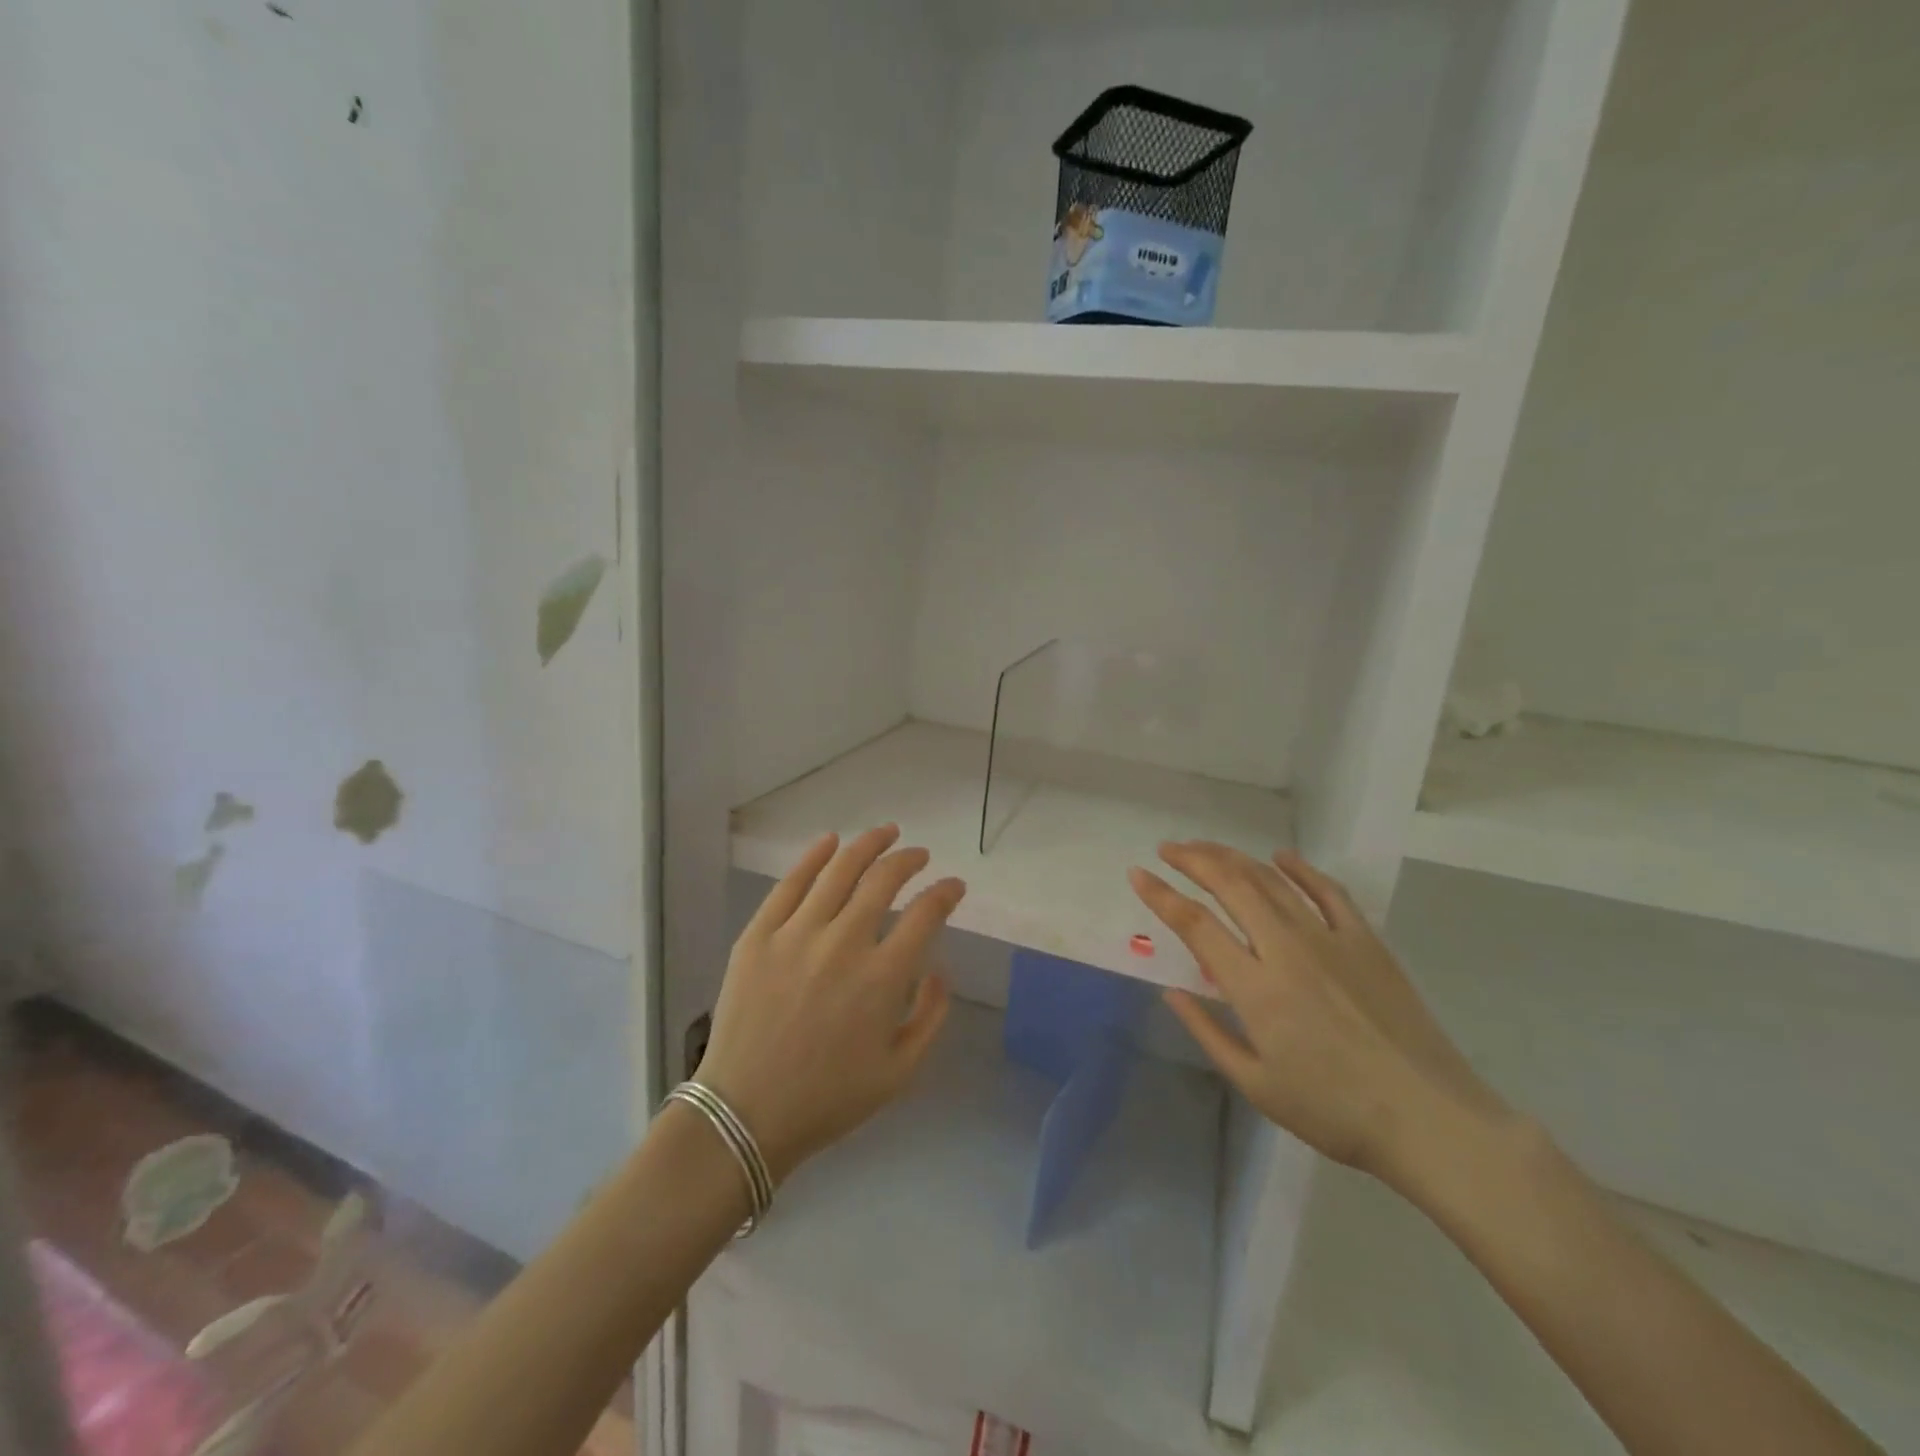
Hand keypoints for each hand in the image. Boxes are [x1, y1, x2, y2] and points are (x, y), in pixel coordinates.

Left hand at [696, 825, 965, 1182]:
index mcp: (882, 979)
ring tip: (886, 832)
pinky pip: (789, 884)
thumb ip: (931, 1016)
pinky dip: (813, 857)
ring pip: (839, 871)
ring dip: (868, 845)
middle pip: (883, 880)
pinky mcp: (758, 936)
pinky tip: (830, 841)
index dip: (946, 892)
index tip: (954, 886)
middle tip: (919, 854)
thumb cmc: (829, 1099)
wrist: (746, 1115)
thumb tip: (939, 968)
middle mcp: (843, 945)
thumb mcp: (900, 1072)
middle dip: (909, 860)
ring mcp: (796, 935)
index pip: (925, 914)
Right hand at [1129, 842, 1505, 1181]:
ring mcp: (1330, 939)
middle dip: (1193, 860)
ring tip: (1206, 848)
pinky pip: (1328, 891)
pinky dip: (1300, 868)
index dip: (1161, 895)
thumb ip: (1208, 1032)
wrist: (1429, 1119)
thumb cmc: (1334, 1112)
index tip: (1138, 874)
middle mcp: (1286, 950)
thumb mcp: (1256, 1084)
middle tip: (1168, 849)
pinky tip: (1280, 856)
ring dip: (1233, 857)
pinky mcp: (1366, 941)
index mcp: (1255, 988)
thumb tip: (1169, 992)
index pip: (1195, 925)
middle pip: (1231, 886)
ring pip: (1272, 881)